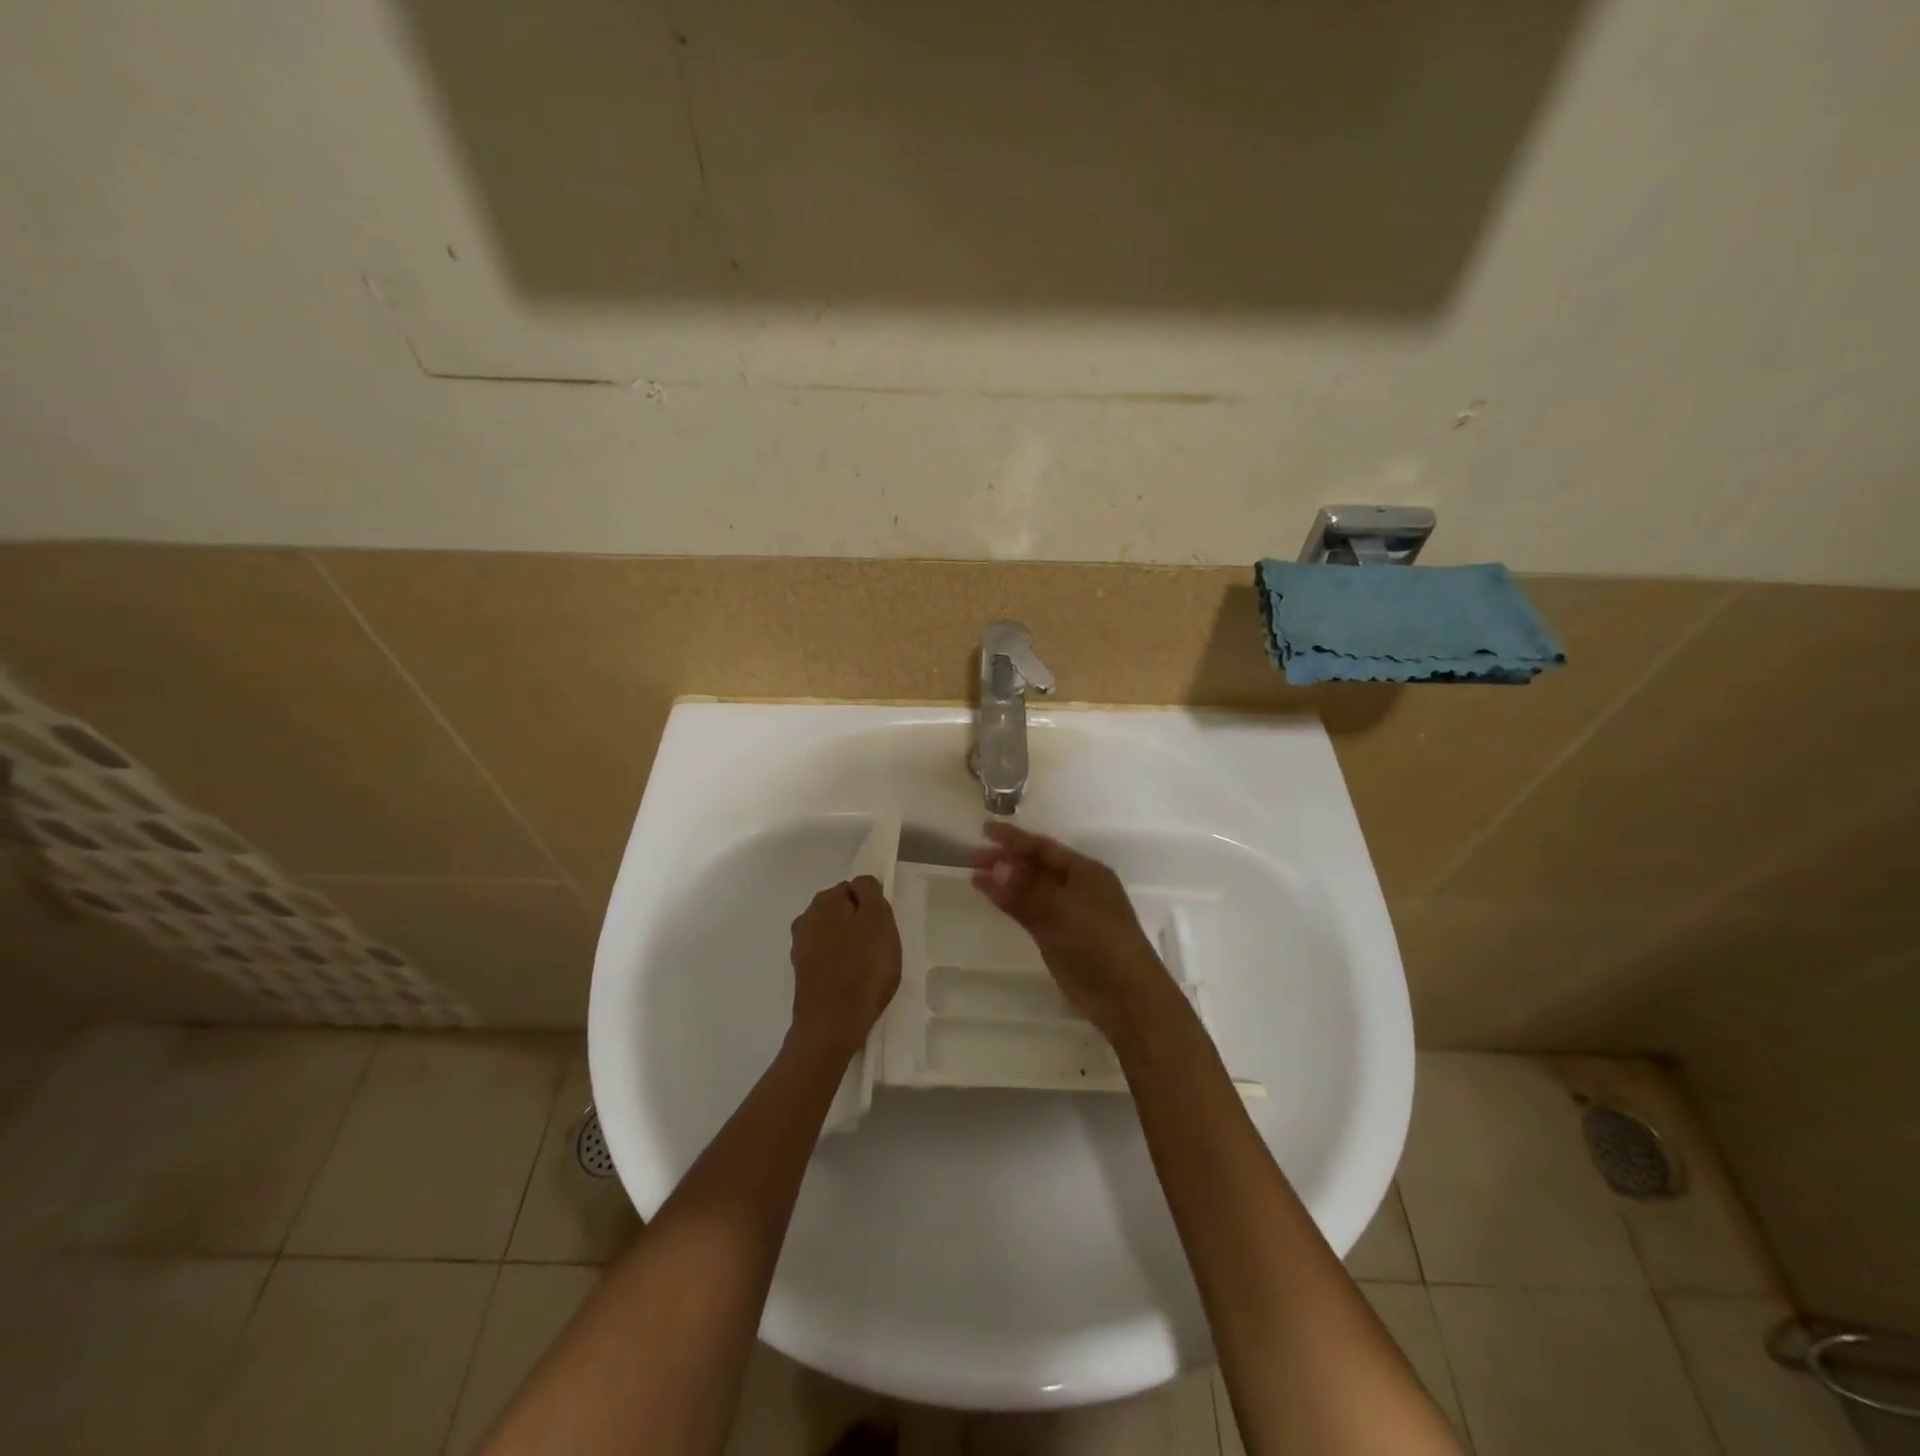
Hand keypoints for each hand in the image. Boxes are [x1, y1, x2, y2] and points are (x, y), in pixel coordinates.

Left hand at [788, 875, 901, 1057]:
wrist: (831, 1025)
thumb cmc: (863, 968)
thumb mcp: (878, 920)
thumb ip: (870, 893)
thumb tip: (861, 884)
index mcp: (825, 901)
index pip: (854, 888)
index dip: (872, 905)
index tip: (883, 928)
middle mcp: (806, 918)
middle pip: (842, 911)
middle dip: (859, 924)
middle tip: (879, 948)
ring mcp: (800, 947)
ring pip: (833, 934)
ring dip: (849, 945)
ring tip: (867, 968)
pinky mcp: (801, 973)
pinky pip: (827, 958)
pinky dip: (840, 964)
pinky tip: (852, 982)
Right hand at [972, 821, 1178, 1040]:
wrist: (1126, 998)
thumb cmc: (1098, 943)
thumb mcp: (1060, 910)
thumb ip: (1025, 889)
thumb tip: (994, 866)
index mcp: (1087, 872)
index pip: (1044, 848)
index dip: (1015, 839)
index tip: (985, 831)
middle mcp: (1080, 888)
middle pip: (1038, 867)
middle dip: (1007, 861)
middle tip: (973, 858)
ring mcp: (1071, 914)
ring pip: (1034, 890)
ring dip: (1007, 883)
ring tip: (976, 877)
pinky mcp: (1063, 939)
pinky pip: (1033, 912)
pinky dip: (1013, 904)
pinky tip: (996, 901)